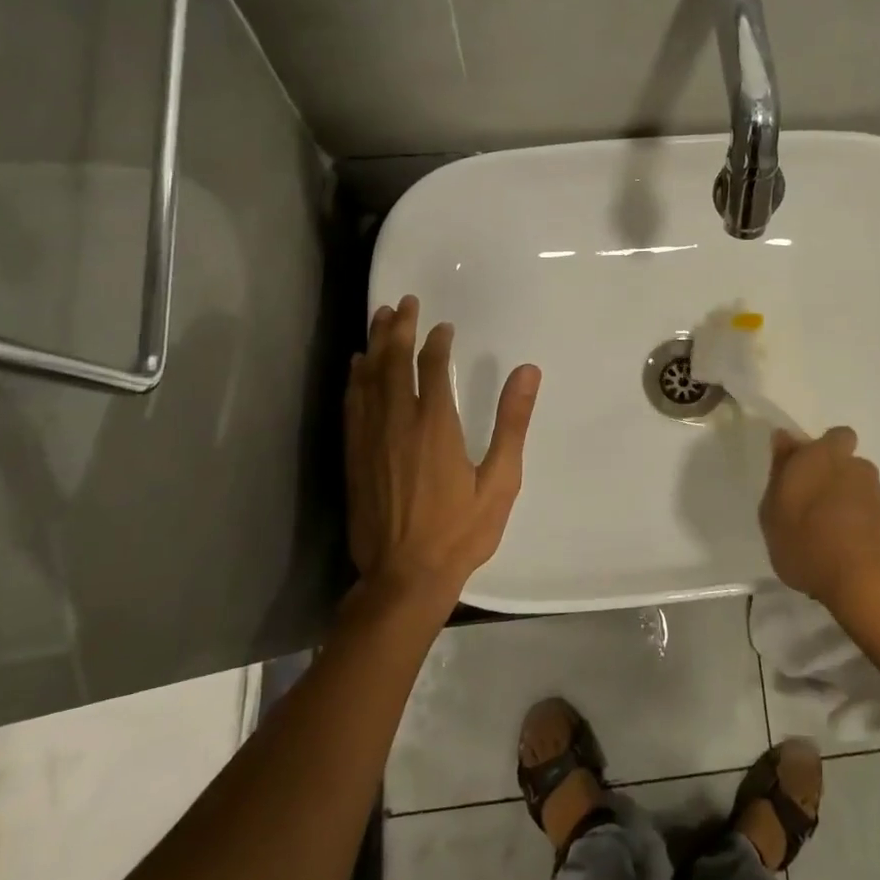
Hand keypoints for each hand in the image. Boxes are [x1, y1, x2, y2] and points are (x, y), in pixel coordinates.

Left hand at [345, 295, 540, 611]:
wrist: (403, 577)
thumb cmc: (460, 531)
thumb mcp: (500, 480)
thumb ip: (512, 422)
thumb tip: (527, 371)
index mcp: (435, 425)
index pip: (431, 367)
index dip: (436, 341)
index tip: (443, 326)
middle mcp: (397, 423)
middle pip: (393, 363)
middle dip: (398, 329)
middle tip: (403, 302)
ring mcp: (370, 439)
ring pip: (368, 379)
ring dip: (374, 345)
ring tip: (379, 318)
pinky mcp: (354, 457)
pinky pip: (352, 405)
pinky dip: (355, 379)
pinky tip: (357, 367)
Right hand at [759, 427, 879, 623]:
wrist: (871, 582)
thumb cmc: (808, 540)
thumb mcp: (772, 510)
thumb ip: (780, 471)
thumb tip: (784, 439)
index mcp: (824, 456)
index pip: (835, 436)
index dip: (823, 450)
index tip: (806, 471)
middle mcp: (857, 468)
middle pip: (850, 465)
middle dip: (837, 480)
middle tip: (815, 509)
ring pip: (864, 493)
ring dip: (852, 507)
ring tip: (832, 540)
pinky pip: (876, 522)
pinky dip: (866, 532)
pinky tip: (850, 558)